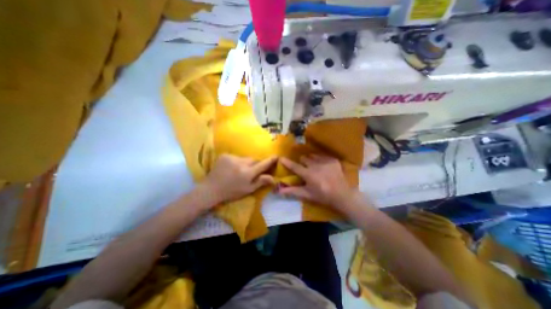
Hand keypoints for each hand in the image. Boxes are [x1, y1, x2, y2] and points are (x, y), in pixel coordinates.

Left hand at [202, 153, 277, 206]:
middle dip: (255, 164)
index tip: (276, 156)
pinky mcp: (225, 155)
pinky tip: (232, 168)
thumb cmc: (231, 192)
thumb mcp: (248, 190)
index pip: (262, 164)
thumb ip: (261, 182)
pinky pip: (237, 156)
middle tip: (252, 170)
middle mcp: (241, 163)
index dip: (270, 160)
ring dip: (246, 162)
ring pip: (245, 158)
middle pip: (254, 159)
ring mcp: (232, 158)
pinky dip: (237, 161)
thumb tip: (273, 178)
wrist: (211, 189)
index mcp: (247, 173)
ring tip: (240, 170)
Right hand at [278, 156, 354, 206]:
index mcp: (308, 174)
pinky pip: (323, 156)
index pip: (295, 166)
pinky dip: (321, 160)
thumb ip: (292, 191)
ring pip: (313, 156)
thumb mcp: (307, 194)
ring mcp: (325, 161)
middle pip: (304, 158)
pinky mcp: (333, 160)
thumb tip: (279, 191)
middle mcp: (316, 165)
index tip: (281, 158)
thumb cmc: (322, 196)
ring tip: (315, 167)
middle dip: (302, 163)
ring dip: (312, 160)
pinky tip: (325, 168)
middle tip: (305, 169)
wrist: (342, 195)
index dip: (287, 162)